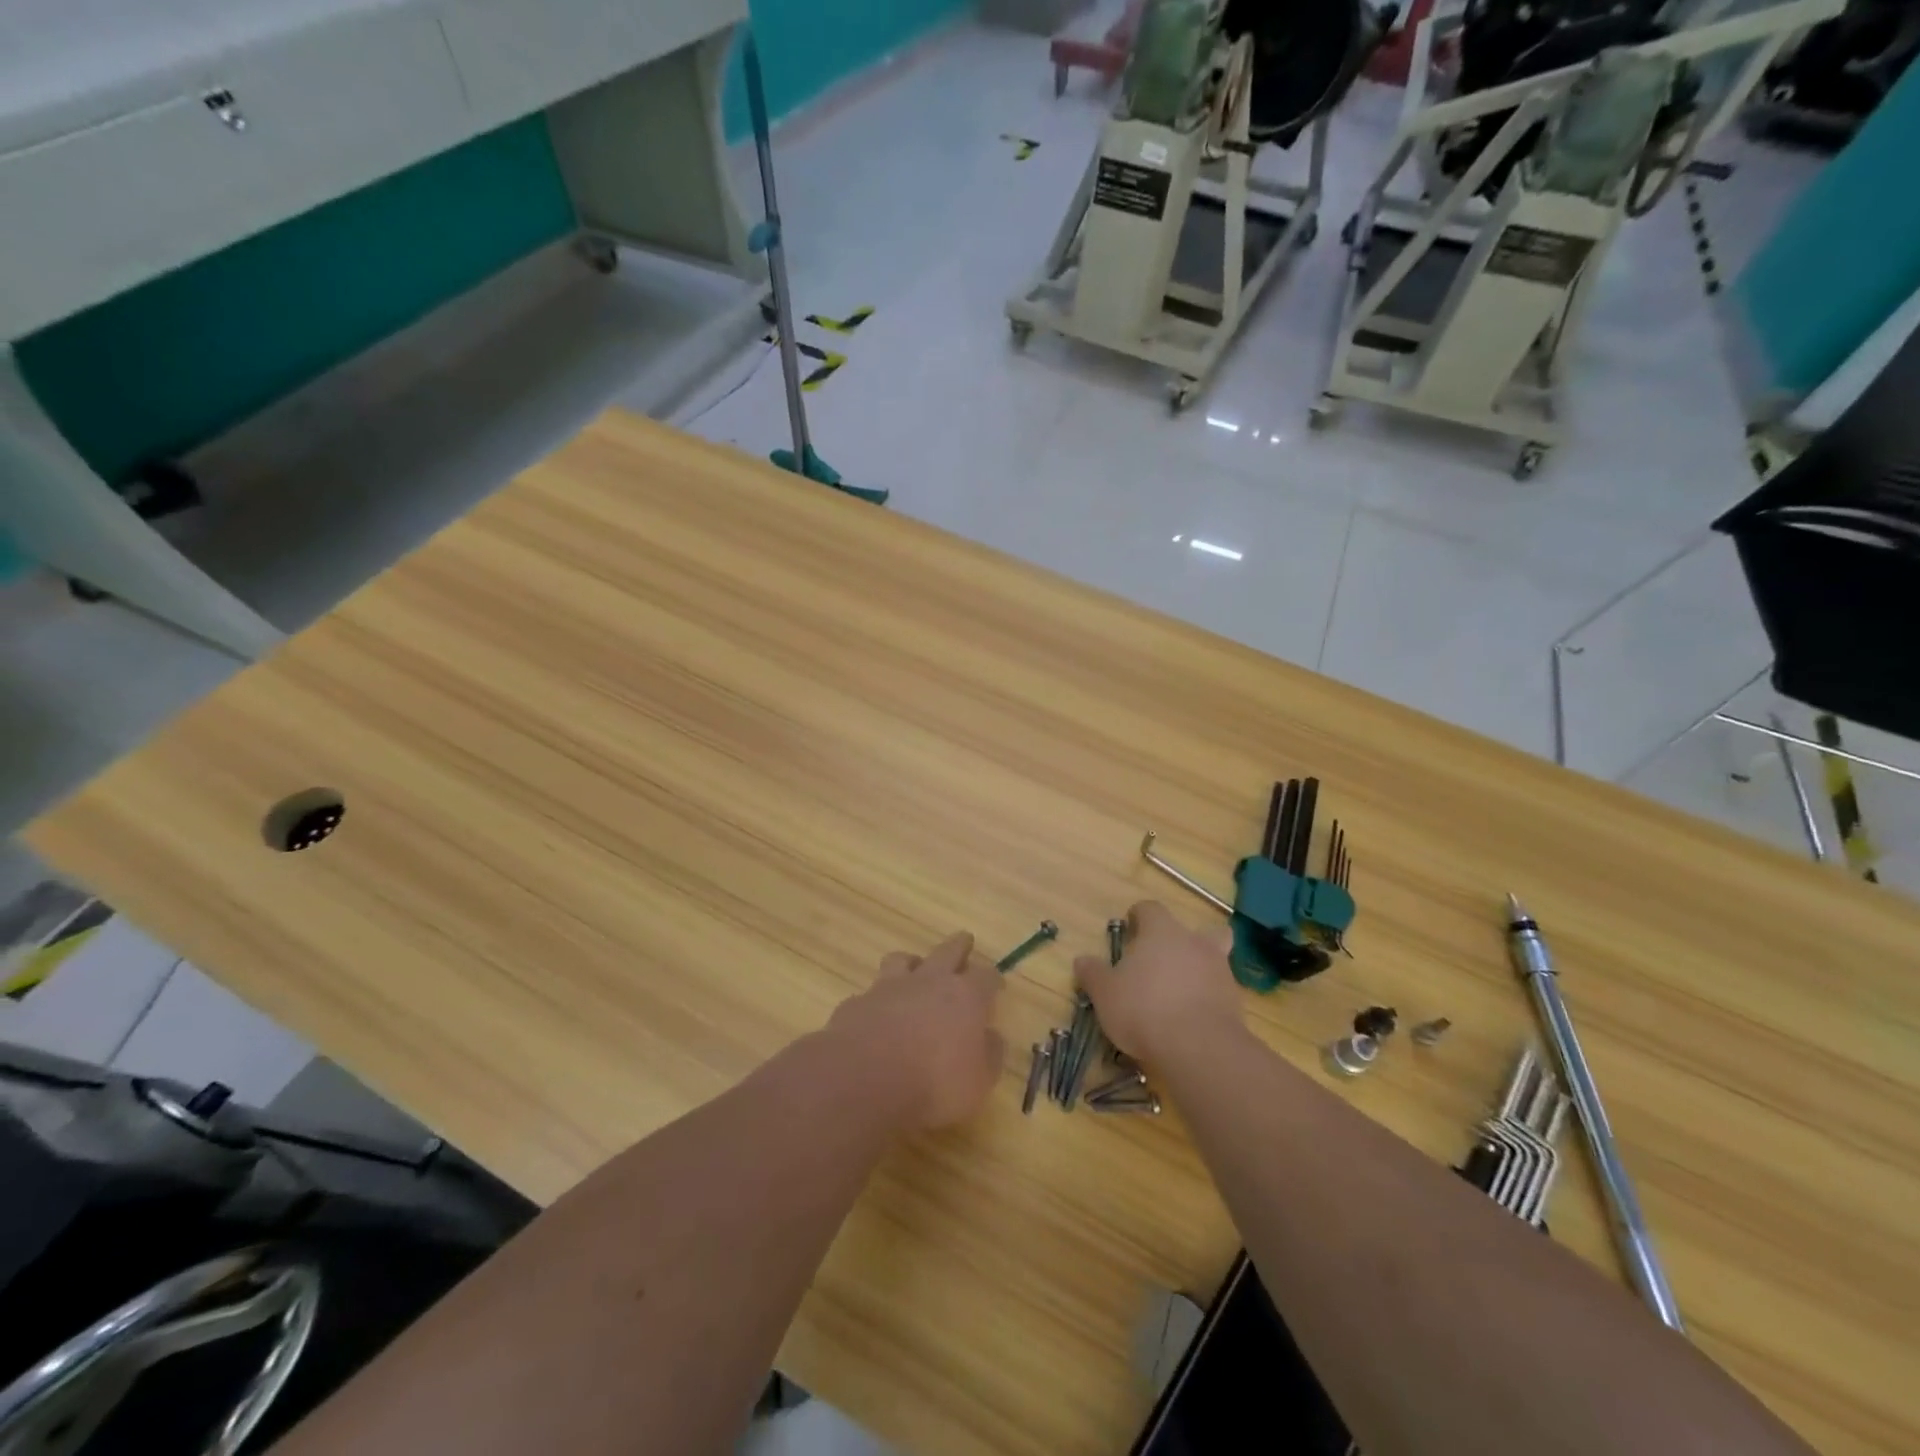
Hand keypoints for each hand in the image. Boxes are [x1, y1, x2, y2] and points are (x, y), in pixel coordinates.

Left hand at [826, 932, 1003, 1130]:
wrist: (864, 1079)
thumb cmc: (934, 1084)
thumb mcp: (978, 1082)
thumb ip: (989, 1055)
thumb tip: (992, 1037)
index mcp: (965, 997)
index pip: (986, 977)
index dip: (993, 979)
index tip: (997, 984)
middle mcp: (929, 982)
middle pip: (948, 951)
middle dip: (960, 946)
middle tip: (965, 941)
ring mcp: (890, 987)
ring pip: (903, 959)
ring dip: (912, 962)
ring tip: (914, 968)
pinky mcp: (858, 1002)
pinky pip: (872, 992)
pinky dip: (879, 999)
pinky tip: (878, 1014)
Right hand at [1074, 901, 1242, 1068]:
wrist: (1199, 1048)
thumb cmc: (1144, 1008)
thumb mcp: (1105, 993)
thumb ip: (1093, 974)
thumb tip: (1082, 960)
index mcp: (1162, 932)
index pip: (1150, 909)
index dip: (1139, 916)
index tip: (1130, 929)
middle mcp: (1194, 943)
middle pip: (1198, 930)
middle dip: (1183, 941)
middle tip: (1163, 961)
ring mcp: (1220, 971)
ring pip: (1213, 960)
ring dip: (1198, 971)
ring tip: (1176, 995)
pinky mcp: (1235, 1002)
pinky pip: (1219, 991)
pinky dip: (1207, 999)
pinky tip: (1191, 1018)